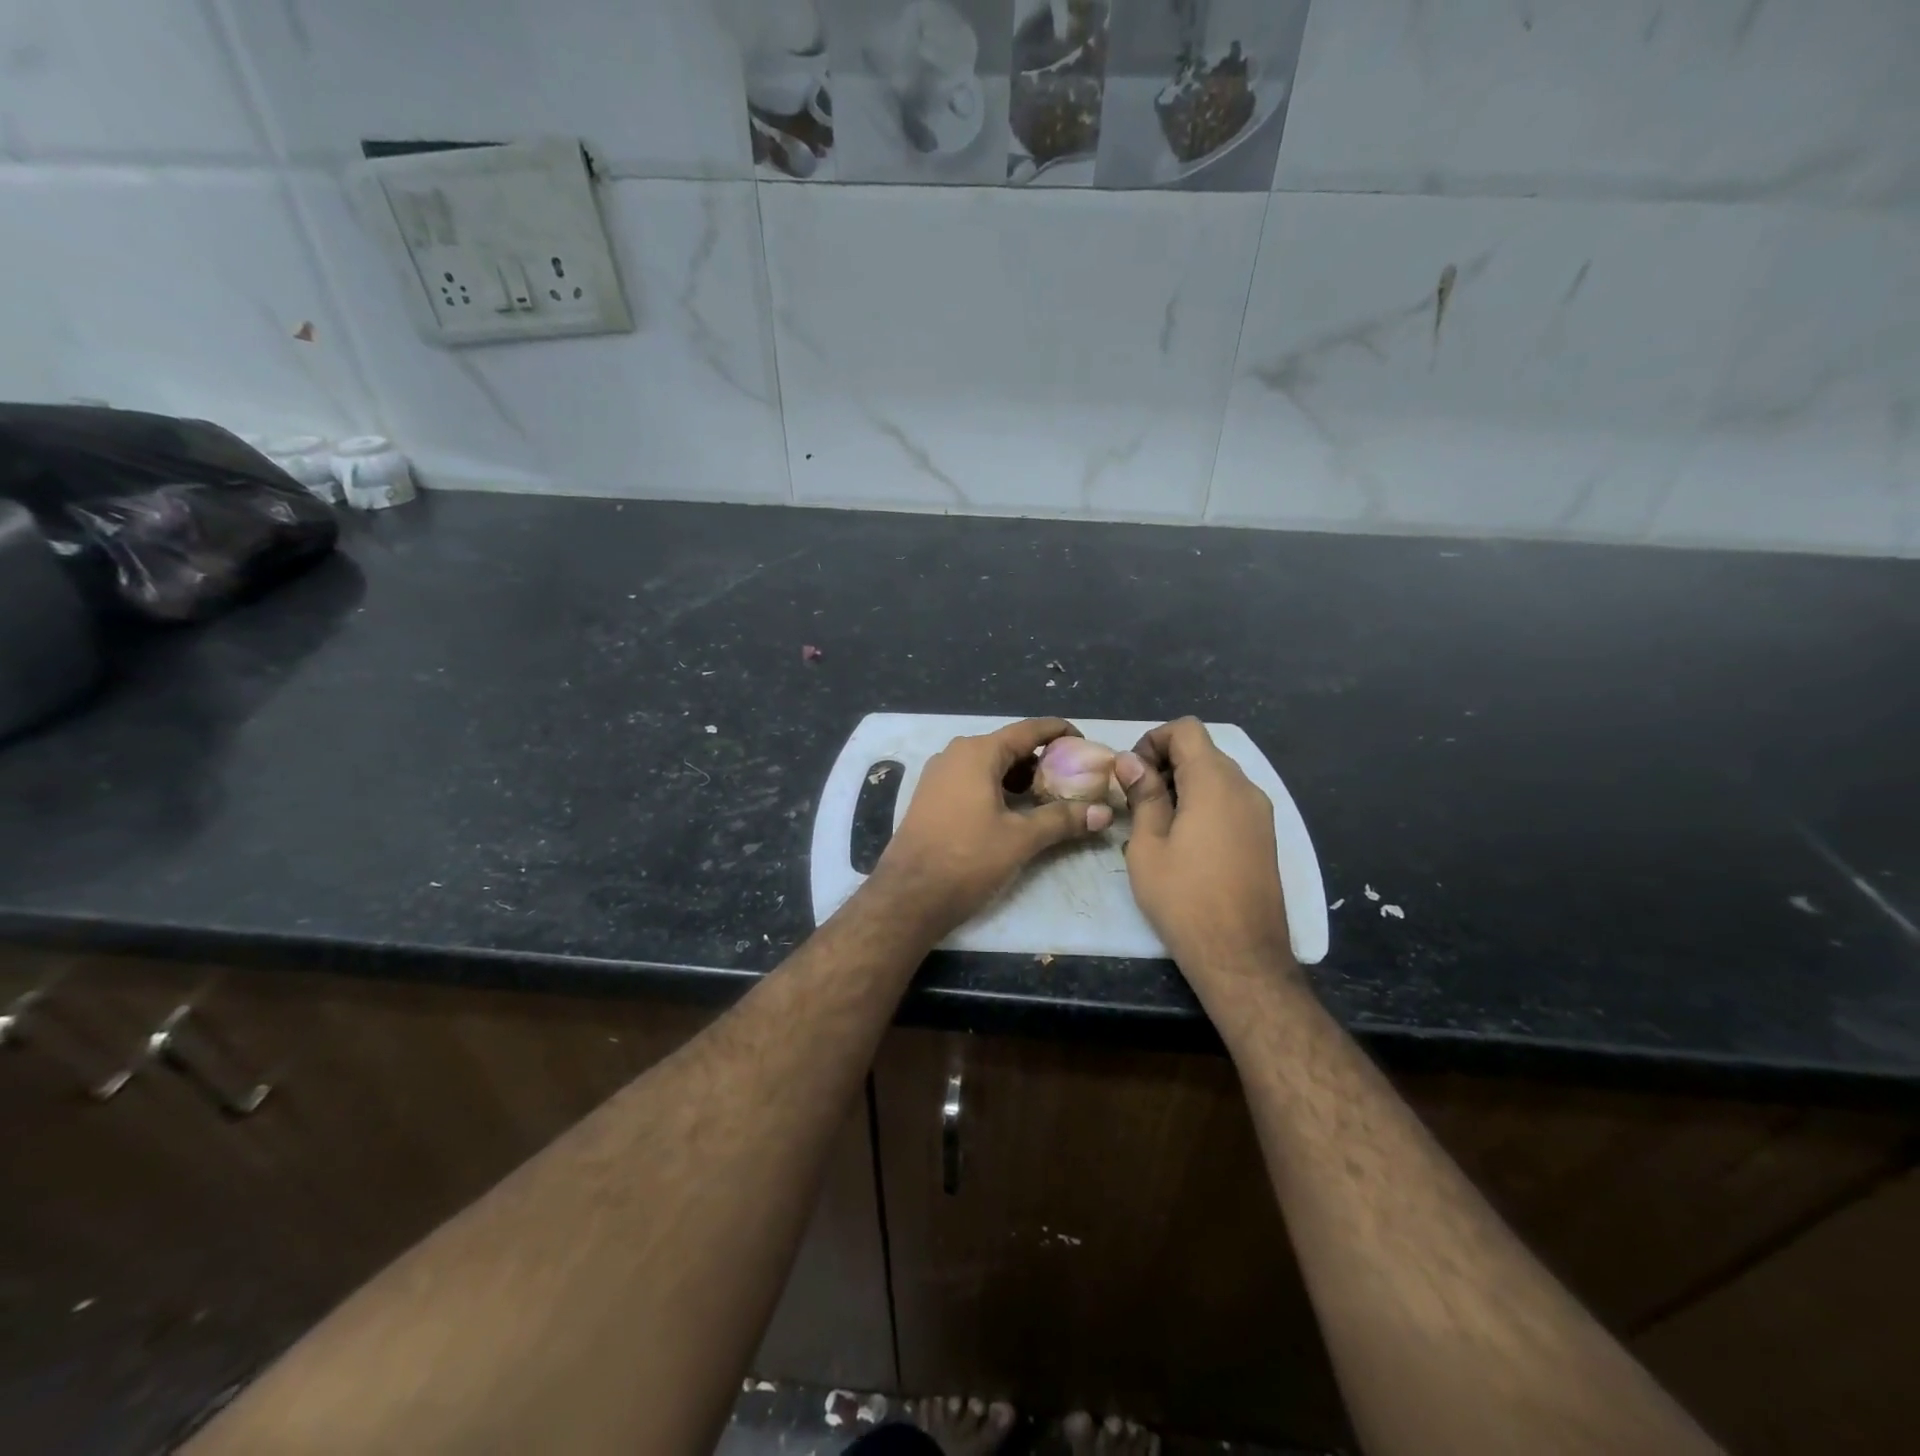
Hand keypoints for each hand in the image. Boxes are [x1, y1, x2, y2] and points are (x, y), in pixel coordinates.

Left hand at [872, 717, 1112, 938]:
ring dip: (1020, 777)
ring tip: (1049, 797)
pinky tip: (1015, 811)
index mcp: (977, 752)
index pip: (1028, 730)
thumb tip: (1103, 813)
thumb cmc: (967, 858)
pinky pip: (972, 780)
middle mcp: (955, 754)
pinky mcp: (931, 796)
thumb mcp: (1020, 839)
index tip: (1085, 743)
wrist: (908, 896)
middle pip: (1009, 746)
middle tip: (1073, 778)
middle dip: (1042, 760)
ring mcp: (939, 774)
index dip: (1059, 732)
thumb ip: (1062, 820)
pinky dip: (998, 788)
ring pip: (990, 765)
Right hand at [1117, 717, 1294, 977]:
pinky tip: (1183, 839)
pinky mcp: (1264, 836)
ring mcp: (1260, 813)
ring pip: (1218, 776)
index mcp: (1215, 783)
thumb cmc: (1184, 898)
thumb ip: (1143, 796)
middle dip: (1165, 762)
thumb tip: (1130, 761)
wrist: (1241, 955)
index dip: (1153, 740)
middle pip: (1203, 751)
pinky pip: (1231, 801)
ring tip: (1155, 821)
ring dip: (1184, 784)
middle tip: (1136, 799)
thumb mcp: (1148, 846)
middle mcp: (1245, 788)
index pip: (1186, 730)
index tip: (1131, 773)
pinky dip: (1204, 803)